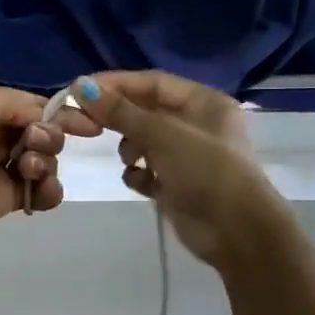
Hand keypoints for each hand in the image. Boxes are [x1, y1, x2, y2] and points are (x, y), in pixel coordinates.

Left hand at [0, 81, 100, 254]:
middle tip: (34, 146)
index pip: (31, 104)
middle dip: (48, 137)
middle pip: (40, 132)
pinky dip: (47, 191)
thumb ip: (18, 103)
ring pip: (42, 162)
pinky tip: (42, 192)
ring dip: (47, 164)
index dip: (60, 113)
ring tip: (28, 171)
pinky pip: (36, 192)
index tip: (90, 125)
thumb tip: (43, 117)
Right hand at [73, 70, 279, 270]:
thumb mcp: (161, 134)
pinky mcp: (178, 184)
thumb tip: (79, 85)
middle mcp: (197, 124)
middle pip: (146, 111)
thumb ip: (120, 111)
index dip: (116, 84)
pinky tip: (141, 183)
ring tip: (130, 160)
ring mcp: (188, 156)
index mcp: (204, 102)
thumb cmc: (204, 170)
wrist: (235, 231)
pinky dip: (139, 174)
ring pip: (144, 141)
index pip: (152, 82)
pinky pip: (148, 170)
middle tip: (85, 123)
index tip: (80, 90)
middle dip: (119, 118)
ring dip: (129, 149)